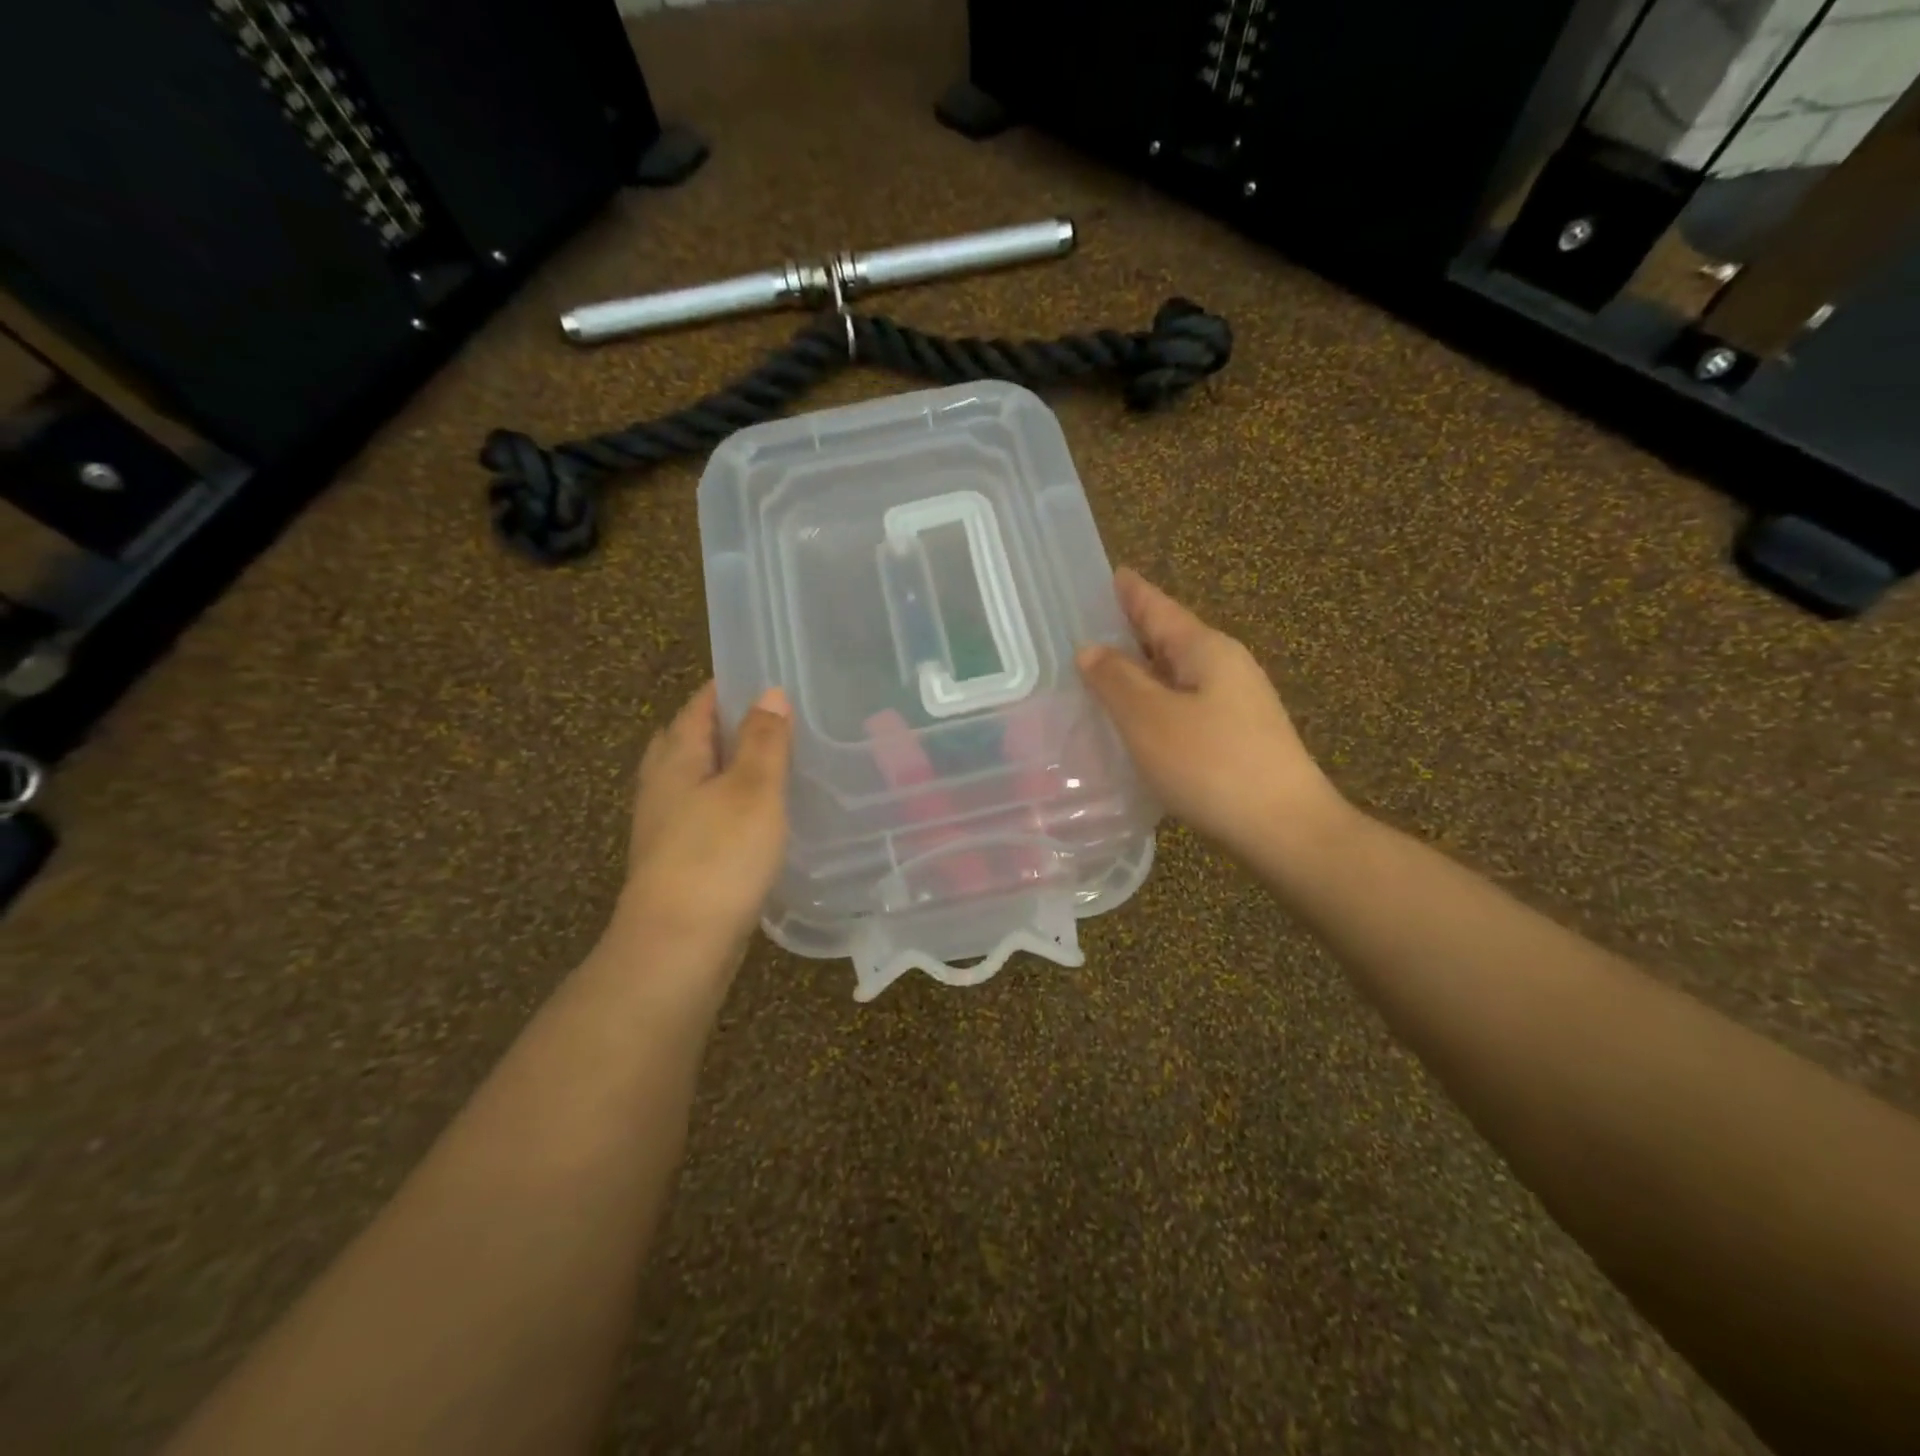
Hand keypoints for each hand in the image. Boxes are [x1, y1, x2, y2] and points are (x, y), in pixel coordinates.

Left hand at [610, 681, 792, 971]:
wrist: (677, 945)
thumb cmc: (718, 857)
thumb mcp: (753, 790)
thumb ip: (764, 740)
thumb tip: (769, 692)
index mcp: (677, 758)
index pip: (699, 706)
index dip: (728, 687)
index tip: (765, 676)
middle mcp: (662, 785)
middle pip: (688, 739)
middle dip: (721, 724)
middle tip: (768, 718)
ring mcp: (664, 825)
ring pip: (694, 779)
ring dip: (723, 765)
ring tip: (767, 762)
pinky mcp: (676, 859)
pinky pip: (701, 813)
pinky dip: (725, 802)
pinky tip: (752, 816)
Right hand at [1076, 568, 1347, 859]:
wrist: (1286, 829)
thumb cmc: (1211, 766)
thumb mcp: (1150, 719)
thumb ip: (1116, 681)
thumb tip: (1091, 649)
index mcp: (1206, 650)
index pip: (1159, 609)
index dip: (1132, 592)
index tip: (1113, 573)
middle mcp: (1226, 667)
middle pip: (1171, 638)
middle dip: (1134, 630)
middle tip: (1092, 626)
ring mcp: (1238, 703)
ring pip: (1178, 674)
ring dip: (1143, 670)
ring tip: (1104, 672)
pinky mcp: (1239, 737)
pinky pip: (1186, 704)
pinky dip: (1157, 701)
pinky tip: (1139, 720)